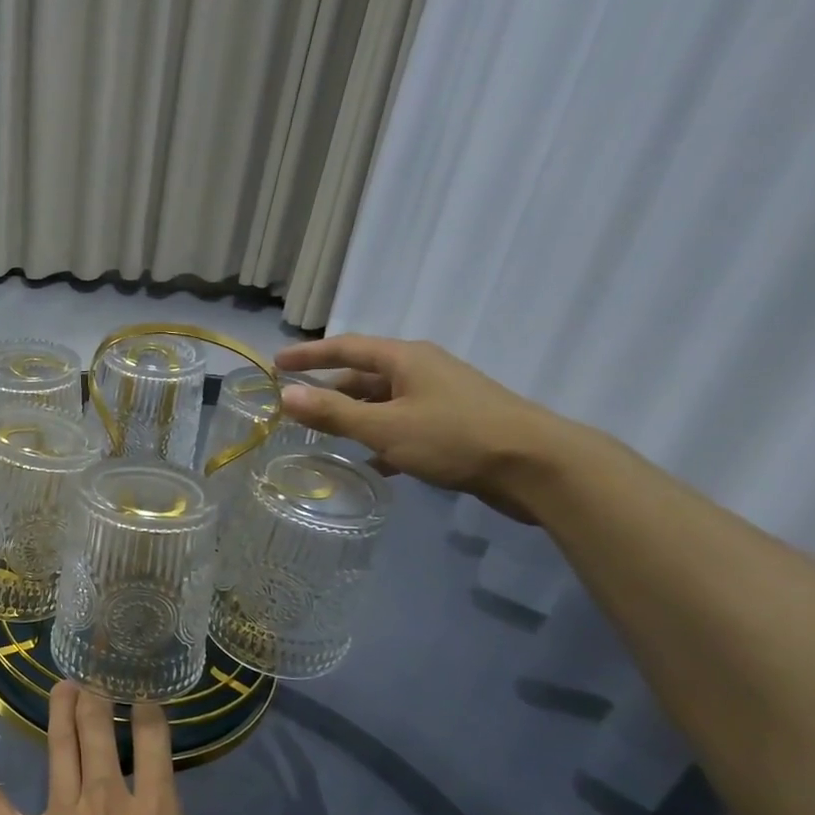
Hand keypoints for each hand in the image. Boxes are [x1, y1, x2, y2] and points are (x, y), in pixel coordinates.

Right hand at [275, 334, 566, 522]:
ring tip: (325, 437)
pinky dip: (382, 437)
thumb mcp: (385, 427)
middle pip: (364, 374)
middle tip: (297, 407)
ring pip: (384, 402)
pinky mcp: (455, 425)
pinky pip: (404, 424)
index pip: (346, 347)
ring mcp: (441, 397)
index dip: (309, 354)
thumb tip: (286, 395)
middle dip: (330, 390)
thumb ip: (333, 413)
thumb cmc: (455, 437)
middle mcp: (422, 370)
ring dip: (354, 417)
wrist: (538, 466)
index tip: (276, 363)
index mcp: (405, 359)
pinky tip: (371, 462)